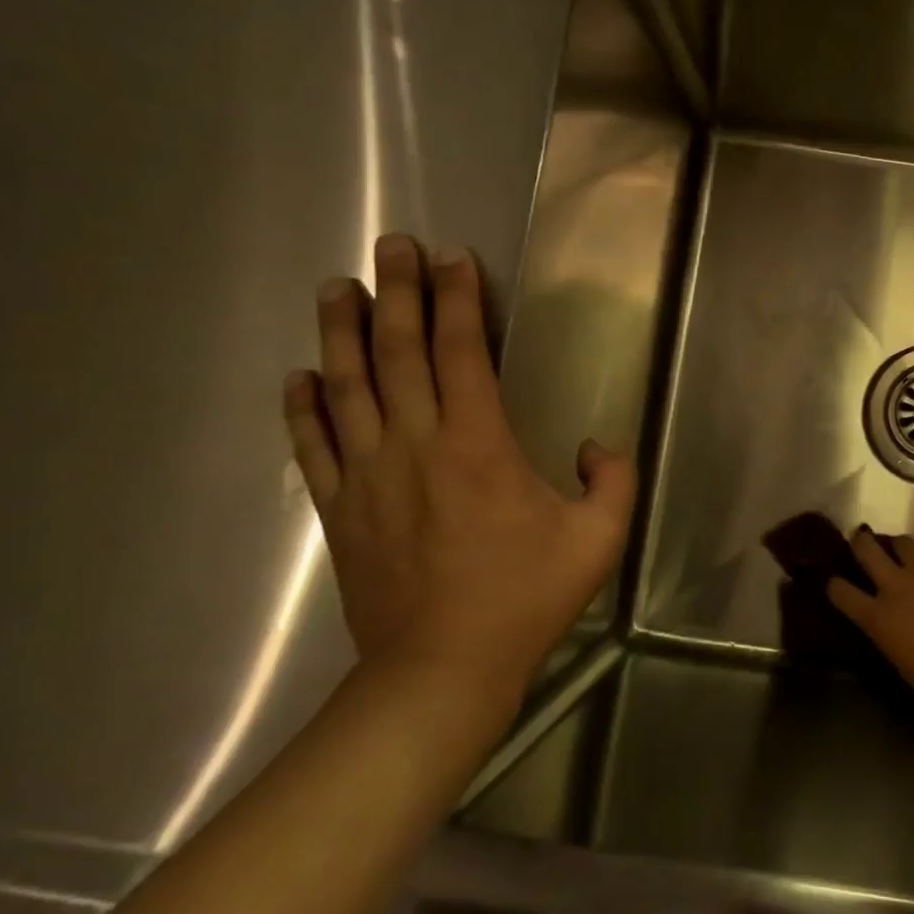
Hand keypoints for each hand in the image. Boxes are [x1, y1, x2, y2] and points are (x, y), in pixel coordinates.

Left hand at [283, 234, 635, 719]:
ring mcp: (368, 476)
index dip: (459, 300)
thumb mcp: (598, 538)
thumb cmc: (526, 597)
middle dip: (397, 292)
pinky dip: (304, 406)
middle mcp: (415, 445)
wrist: (442, 668)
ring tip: (337, 287)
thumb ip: (612, 480)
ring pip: (347, 387)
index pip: (461, 353)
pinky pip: (315, 445)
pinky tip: (301, 375)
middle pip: (397, 353)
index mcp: (478, 445)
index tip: (455, 258)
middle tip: (391, 245)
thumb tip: (595, 446)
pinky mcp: (340, 510)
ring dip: (341, 332)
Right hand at [826, 528, 913, 746]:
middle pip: (867, 549)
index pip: (841, 592)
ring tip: (902, 555)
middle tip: (859, 540)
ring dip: (899, 548)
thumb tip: (894, 626)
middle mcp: (898, 587)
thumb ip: (891, 635)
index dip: (835, 585)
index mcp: (879, 618)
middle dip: (860, 542)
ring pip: (903, 543)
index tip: (833, 582)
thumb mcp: (903, 663)